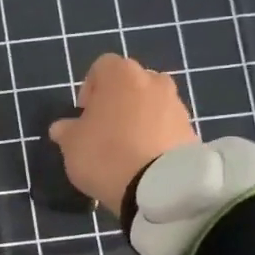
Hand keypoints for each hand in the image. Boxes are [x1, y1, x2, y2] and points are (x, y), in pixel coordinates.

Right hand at [48, 54, 197, 210]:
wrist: (159, 187)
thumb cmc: (105, 154)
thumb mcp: (71, 145)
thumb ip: (66, 131)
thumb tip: (63, 127)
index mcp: (121, 75)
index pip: (102, 67)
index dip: (90, 88)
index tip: (84, 114)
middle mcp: (153, 81)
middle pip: (131, 84)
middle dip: (118, 101)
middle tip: (105, 129)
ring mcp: (176, 105)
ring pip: (152, 105)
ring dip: (140, 119)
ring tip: (127, 148)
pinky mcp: (191, 130)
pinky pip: (167, 127)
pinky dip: (156, 137)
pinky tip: (145, 160)